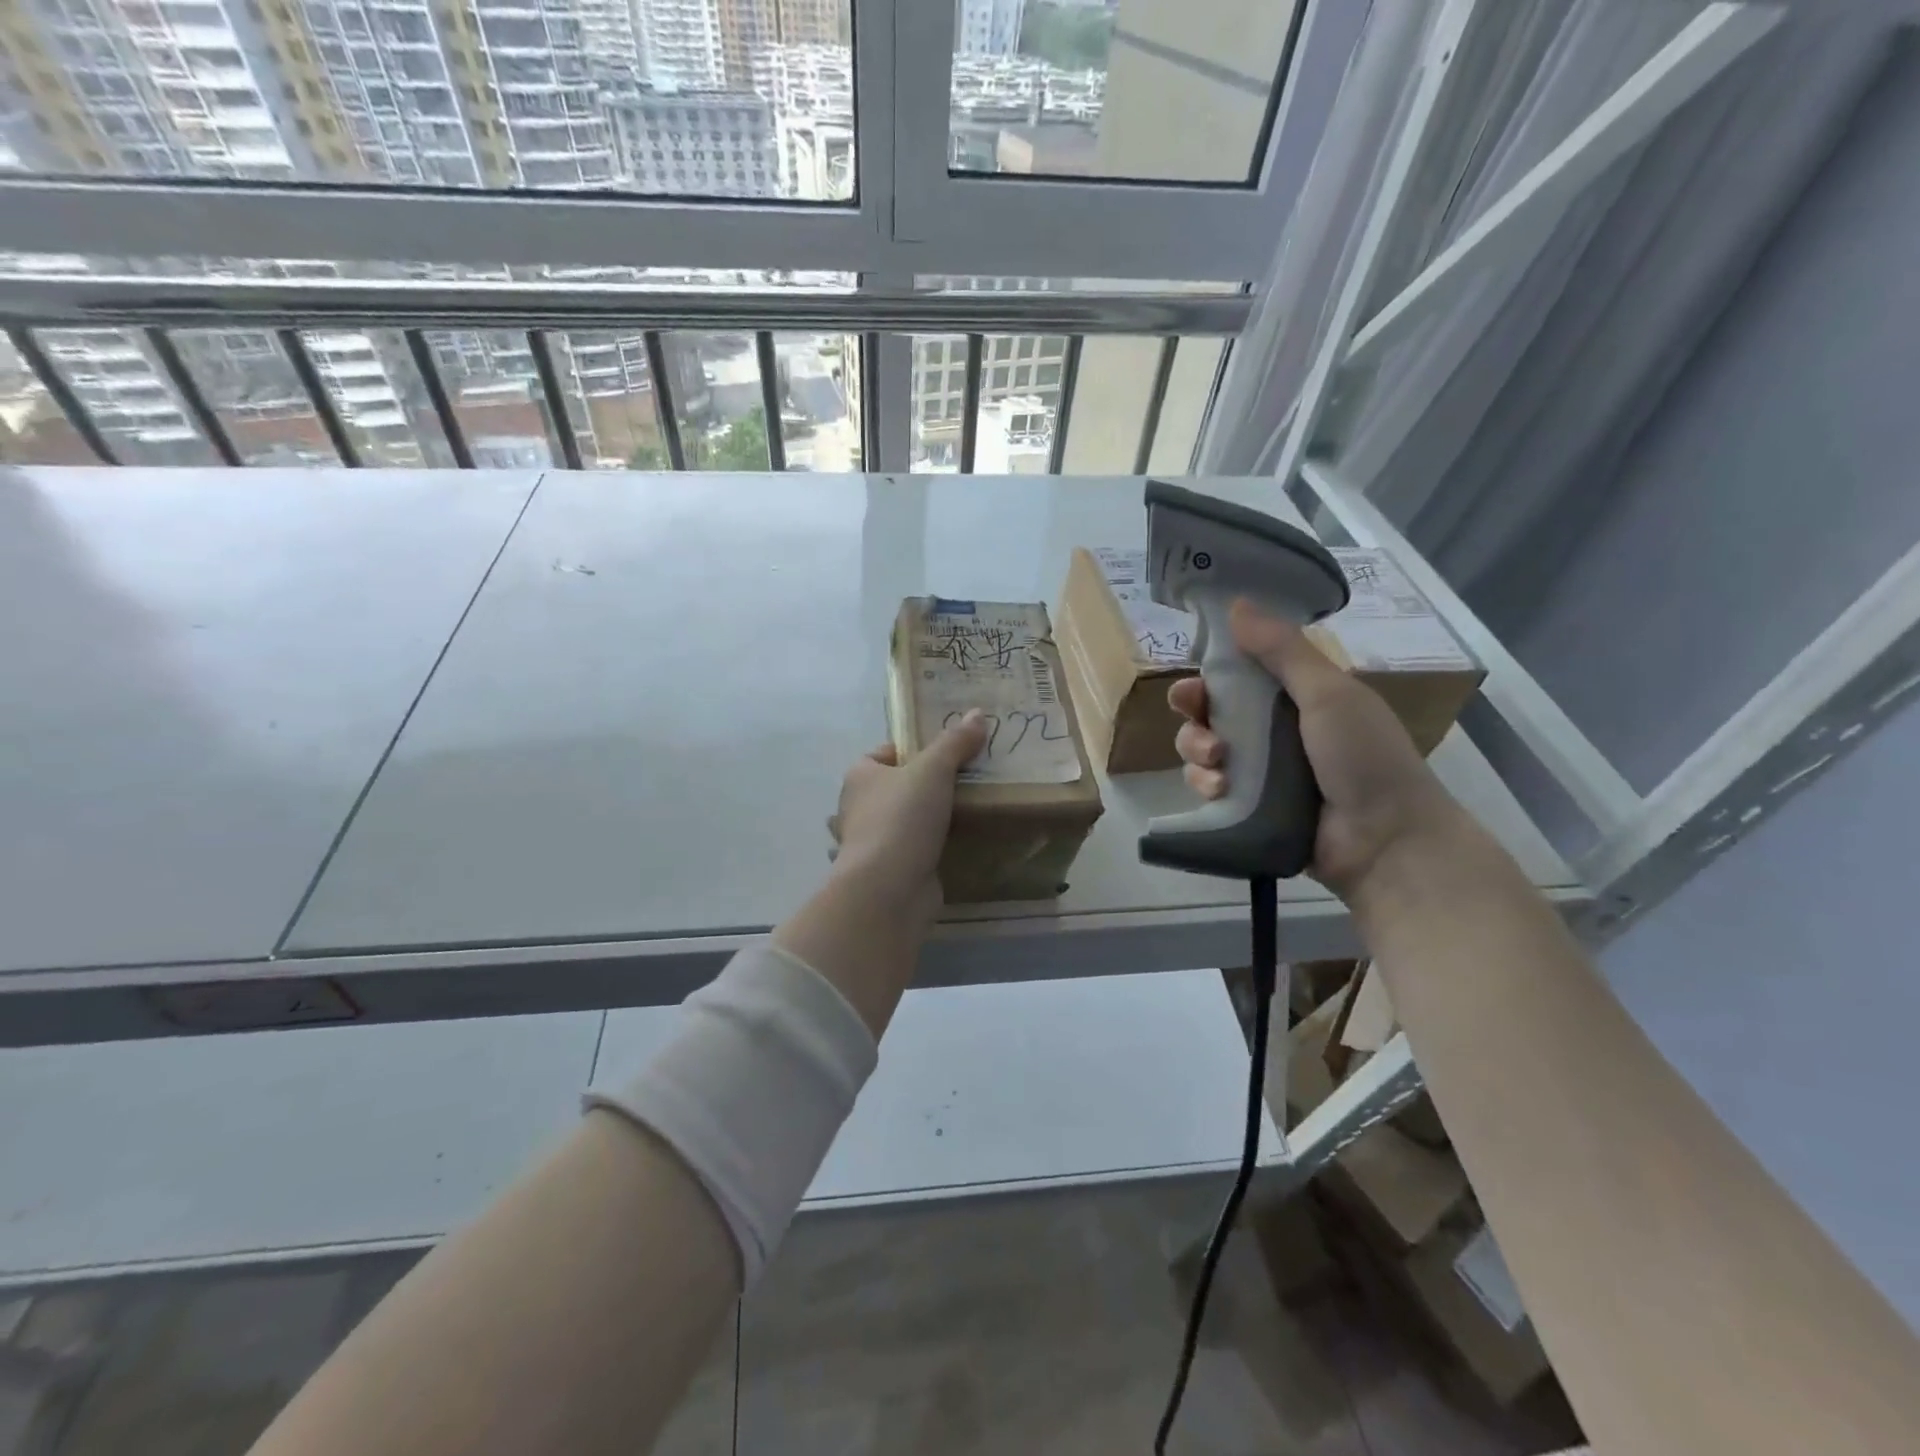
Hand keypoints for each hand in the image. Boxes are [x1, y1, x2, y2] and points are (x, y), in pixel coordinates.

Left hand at [830, 710, 988, 916]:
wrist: (888, 887)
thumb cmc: (902, 818)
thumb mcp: (933, 770)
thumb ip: (955, 742)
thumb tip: (978, 713)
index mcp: (859, 776)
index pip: (882, 754)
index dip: (910, 750)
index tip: (944, 754)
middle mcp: (858, 808)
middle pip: (894, 788)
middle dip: (922, 786)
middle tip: (963, 782)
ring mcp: (871, 843)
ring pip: (901, 822)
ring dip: (924, 820)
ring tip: (965, 813)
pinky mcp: (887, 871)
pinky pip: (911, 852)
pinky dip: (928, 849)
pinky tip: (955, 846)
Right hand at [1170, 599, 1466, 900]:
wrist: (1383, 840)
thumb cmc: (1363, 757)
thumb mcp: (1328, 693)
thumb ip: (1282, 649)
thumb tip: (1237, 602)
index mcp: (1297, 697)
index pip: (1239, 676)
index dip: (1211, 674)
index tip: (1197, 676)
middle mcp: (1274, 731)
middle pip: (1212, 712)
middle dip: (1195, 713)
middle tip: (1195, 717)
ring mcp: (1260, 772)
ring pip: (1203, 749)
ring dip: (1197, 749)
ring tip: (1216, 762)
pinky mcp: (1247, 807)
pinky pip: (1208, 787)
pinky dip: (1205, 784)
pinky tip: (1219, 789)